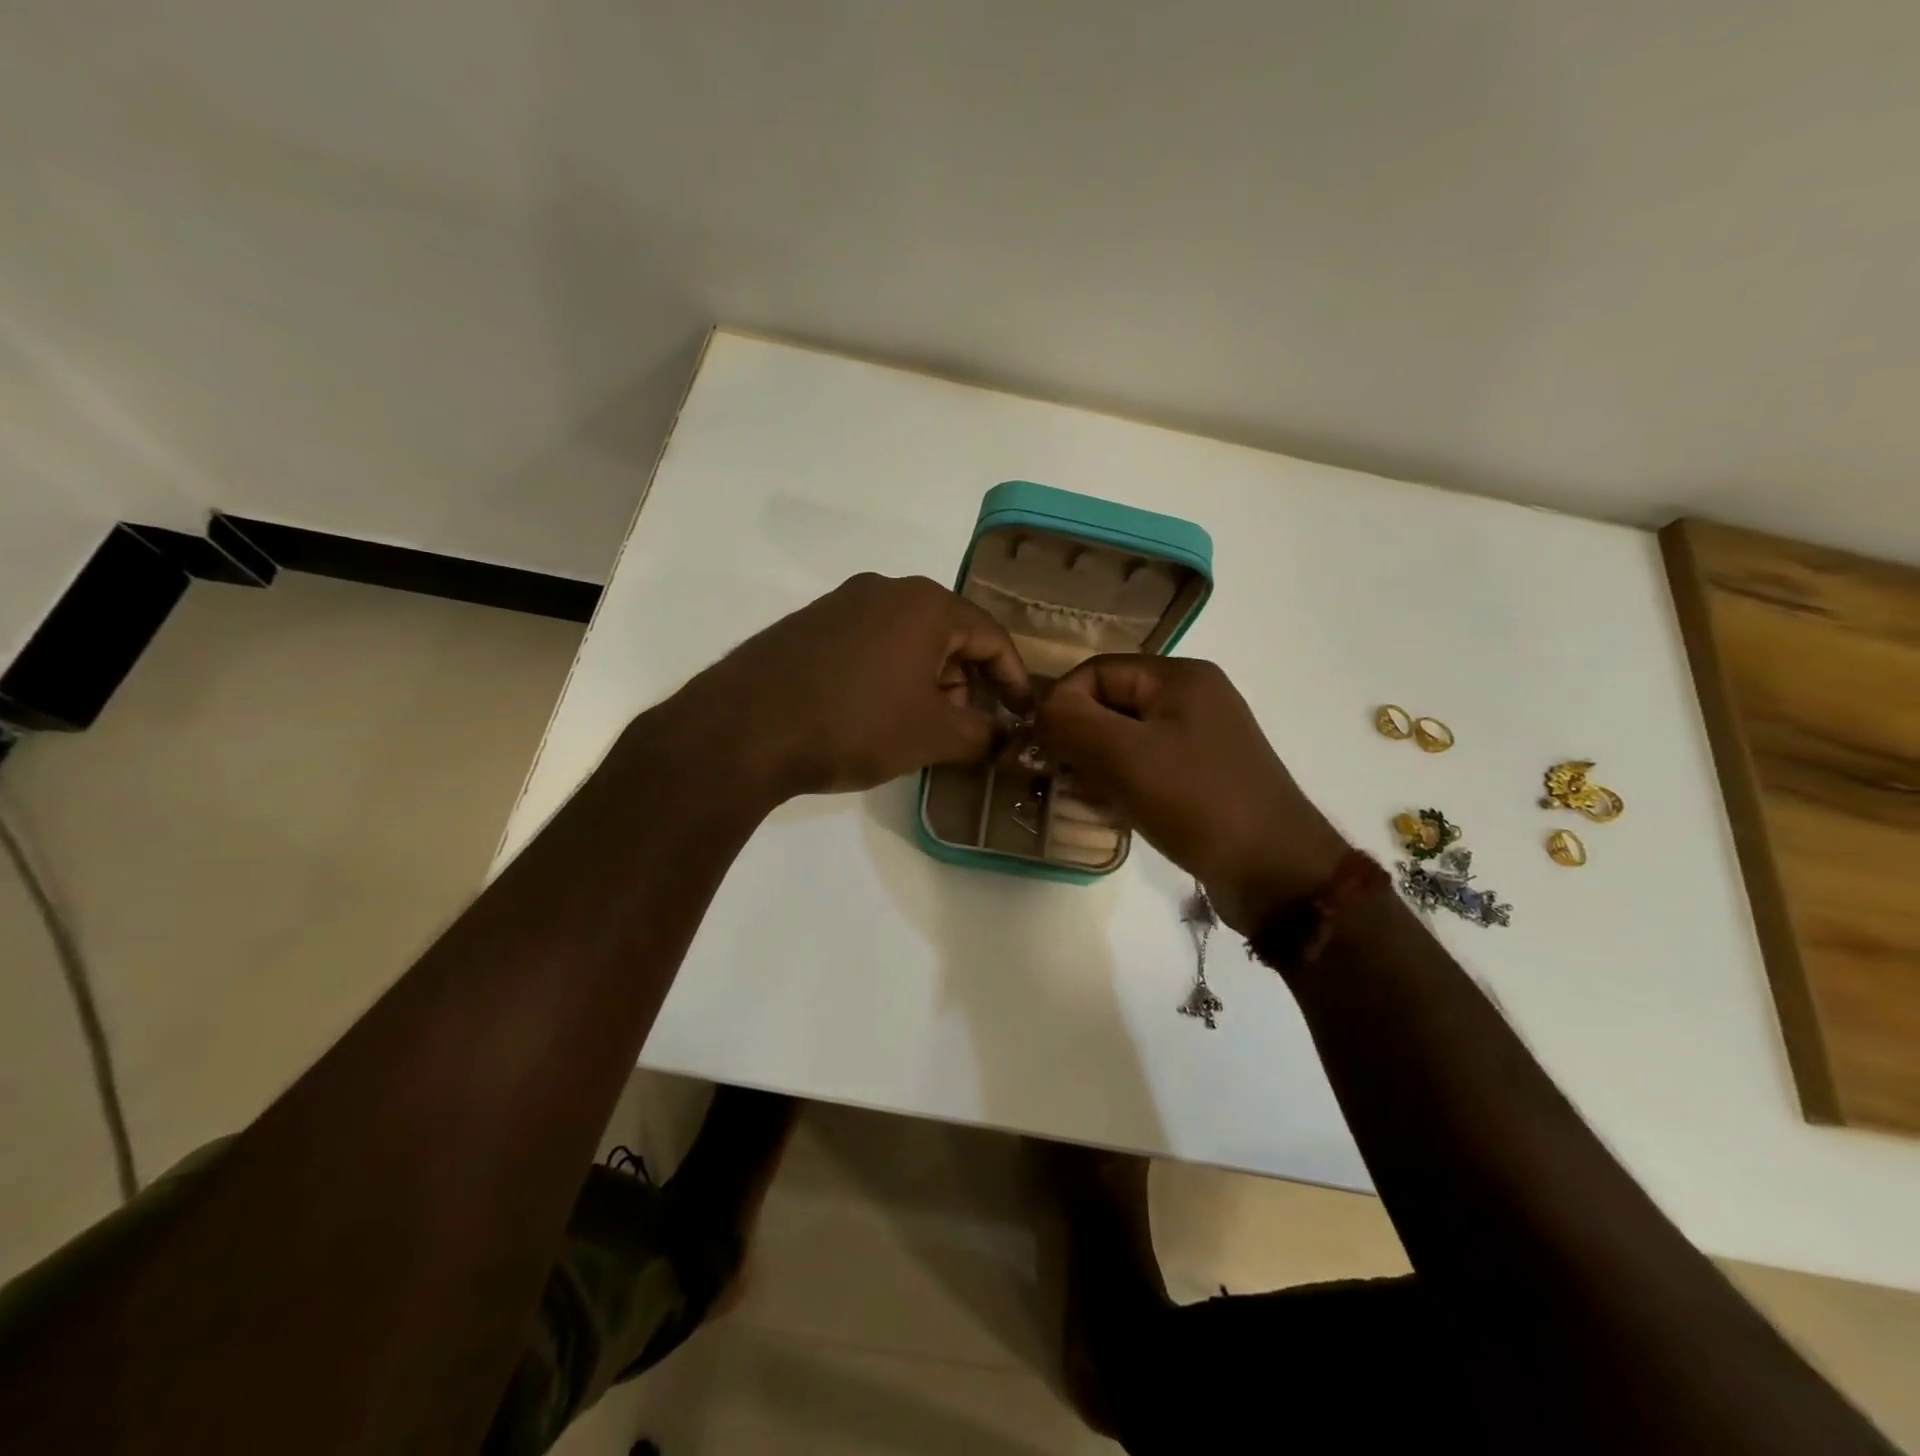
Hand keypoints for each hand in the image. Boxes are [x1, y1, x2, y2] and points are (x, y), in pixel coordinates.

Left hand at [672, 573, 1031, 797]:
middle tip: (963, 729)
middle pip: (948, 635)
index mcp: (926, 604)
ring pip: (907, 640)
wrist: (744, 729)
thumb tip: (1003, 737)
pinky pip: (869, 645)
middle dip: (964, 684)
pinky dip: (887, 676)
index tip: (1021, 716)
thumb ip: (982, 734)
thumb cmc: (855, 724)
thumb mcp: (932, 735)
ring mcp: (841, 603)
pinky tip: (871, 714)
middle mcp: (885, 589)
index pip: (991, 637)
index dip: (1013, 680)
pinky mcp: (809, 624)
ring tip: (915, 728)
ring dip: (925, 682)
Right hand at [1035, 656, 1346, 933]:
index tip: (1043, 750)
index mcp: (1179, 677)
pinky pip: (1146, 767)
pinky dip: (1121, 785)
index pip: (1096, 672)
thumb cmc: (1198, 803)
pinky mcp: (1203, 776)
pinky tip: (1112, 813)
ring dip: (1096, 767)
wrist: (1276, 872)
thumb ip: (1071, 722)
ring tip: (1085, 800)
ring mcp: (1201, 739)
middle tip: (1059, 779)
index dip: (1062, 705)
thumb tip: (1040, 709)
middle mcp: (1192, 699)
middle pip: (1110, 705)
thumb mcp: (1125, 756)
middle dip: (1078, 740)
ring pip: (1124, 740)